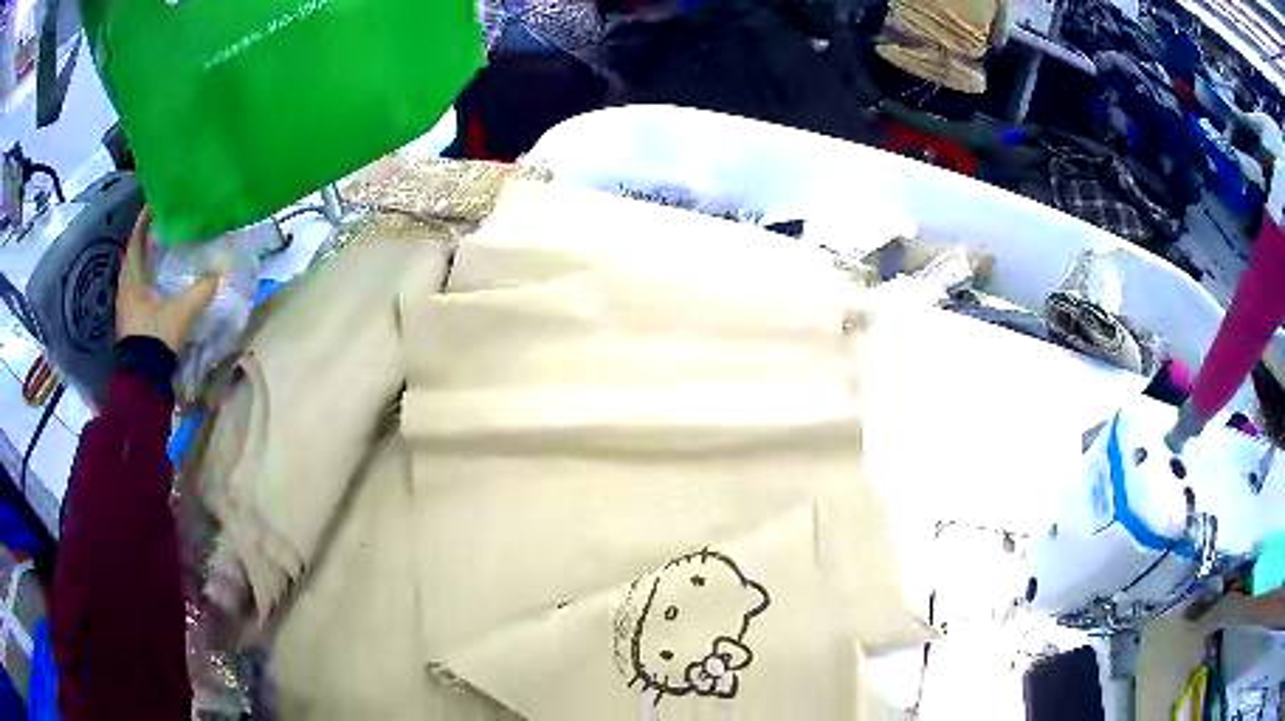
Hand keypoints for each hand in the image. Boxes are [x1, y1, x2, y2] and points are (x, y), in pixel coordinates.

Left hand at [115, 207, 219, 352]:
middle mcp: (126, 289)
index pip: (136, 241)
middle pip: (134, 257)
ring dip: (146, 261)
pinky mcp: (132, 323)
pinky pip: (138, 290)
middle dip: (145, 240)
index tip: (154, 203)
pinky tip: (158, 280)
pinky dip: (147, 279)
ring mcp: (127, 308)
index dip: (144, 221)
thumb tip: (218, 274)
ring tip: (160, 250)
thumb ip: (199, 292)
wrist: (144, 381)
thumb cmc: (156, 338)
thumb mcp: (181, 313)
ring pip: (135, 274)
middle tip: (160, 225)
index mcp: (132, 280)